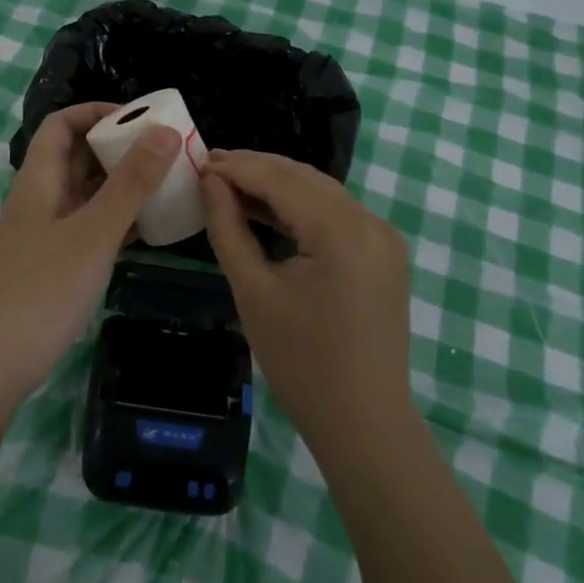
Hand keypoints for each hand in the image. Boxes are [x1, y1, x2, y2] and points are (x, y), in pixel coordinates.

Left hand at [0, 103, 180, 400]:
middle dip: (119, 147)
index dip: (97, 112)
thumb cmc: (45, 288)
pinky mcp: (57, 261)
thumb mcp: (94, 231)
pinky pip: (91, 224)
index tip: (141, 120)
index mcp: (39, 180)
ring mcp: (47, 232)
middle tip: (166, 150)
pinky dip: (119, 217)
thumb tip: (164, 131)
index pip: (62, 124)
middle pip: (77, 155)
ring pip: (87, 192)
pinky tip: (151, 225)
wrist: (0, 362)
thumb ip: (131, 182)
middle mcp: (41, 198)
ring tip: (167, 181)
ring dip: (122, 183)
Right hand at [201, 150, 413, 449]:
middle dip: (257, 169)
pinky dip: (302, 208)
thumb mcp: (253, 291)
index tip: (198, 160)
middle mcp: (370, 222)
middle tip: (210, 166)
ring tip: (231, 184)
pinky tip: (269, 211)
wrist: (363, 422)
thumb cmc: (300, 362)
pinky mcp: (385, 255)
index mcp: (341, 230)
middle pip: (305, 178)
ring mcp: (383, 238)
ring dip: (279, 186)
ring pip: (323, 193)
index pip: (280, 180)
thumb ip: (229, 228)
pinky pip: (338, 215)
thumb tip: (210, 182)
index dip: (237, 167)